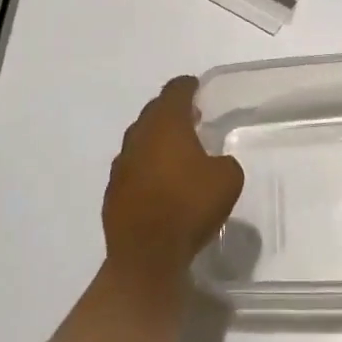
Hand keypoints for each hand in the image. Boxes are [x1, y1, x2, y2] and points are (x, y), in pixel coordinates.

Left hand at [102, 77, 244, 279]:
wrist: (146, 255)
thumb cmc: (189, 207)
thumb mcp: (228, 180)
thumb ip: (224, 163)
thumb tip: (216, 164)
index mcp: (166, 124)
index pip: (174, 92)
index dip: (186, 86)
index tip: (195, 87)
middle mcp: (139, 136)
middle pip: (154, 112)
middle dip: (171, 111)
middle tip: (190, 118)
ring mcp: (121, 164)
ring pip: (140, 139)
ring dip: (156, 140)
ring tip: (176, 150)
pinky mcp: (113, 191)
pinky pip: (132, 167)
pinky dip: (146, 166)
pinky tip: (159, 182)